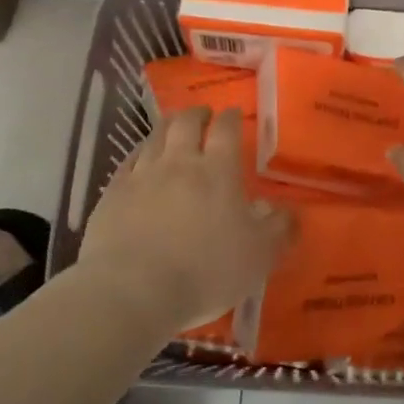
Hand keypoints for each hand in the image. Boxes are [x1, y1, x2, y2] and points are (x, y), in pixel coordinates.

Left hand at [80, 107, 291, 332]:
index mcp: (217, 171)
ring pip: (155, 137)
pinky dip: (139, 152)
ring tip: (173, 127)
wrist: (132, 290)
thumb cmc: (205, 272)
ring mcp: (142, 175)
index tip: (233, 113)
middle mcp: (179, 162)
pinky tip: (140, 158)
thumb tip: (291, 210)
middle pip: (186, 123)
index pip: (226, 130)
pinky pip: (128, 161)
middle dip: (197, 114)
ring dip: (167, 126)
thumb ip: (279, 229)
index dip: (231, 118)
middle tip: (203, 115)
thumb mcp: (258, 256)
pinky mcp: (113, 194)